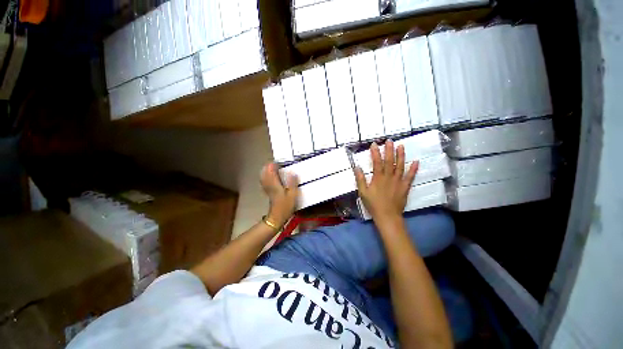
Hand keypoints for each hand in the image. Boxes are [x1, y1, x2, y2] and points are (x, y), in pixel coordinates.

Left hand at [260, 163, 299, 227]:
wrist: (276, 217)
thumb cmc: (285, 206)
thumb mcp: (292, 195)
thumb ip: (292, 183)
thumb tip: (293, 172)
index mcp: (275, 184)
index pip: (272, 172)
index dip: (272, 165)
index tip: (276, 160)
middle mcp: (270, 185)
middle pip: (266, 174)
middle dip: (268, 167)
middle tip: (272, 162)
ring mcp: (268, 189)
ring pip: (264, 178)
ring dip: (265, 172)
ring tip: (269, 167)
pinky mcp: (268, 193)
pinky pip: (264, 183)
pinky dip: (265, 178)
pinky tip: (267, 178)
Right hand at [354, 140, 418, 225]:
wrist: (387, 216)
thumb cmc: (373, 204)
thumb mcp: (363, 192)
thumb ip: (360, 179)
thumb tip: (357, 167)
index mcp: (378, 178)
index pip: (377, 162)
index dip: (375, 153)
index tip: (374, 144)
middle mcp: (389, 177)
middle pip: (390, 161)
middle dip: (389, 150)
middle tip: (389, 140)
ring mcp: (398, 181)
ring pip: (400, 166)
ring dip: (401, 155)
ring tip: (401, 146)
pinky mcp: (405, 187)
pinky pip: (410, 177)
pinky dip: (413, 169)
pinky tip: (416, 162)